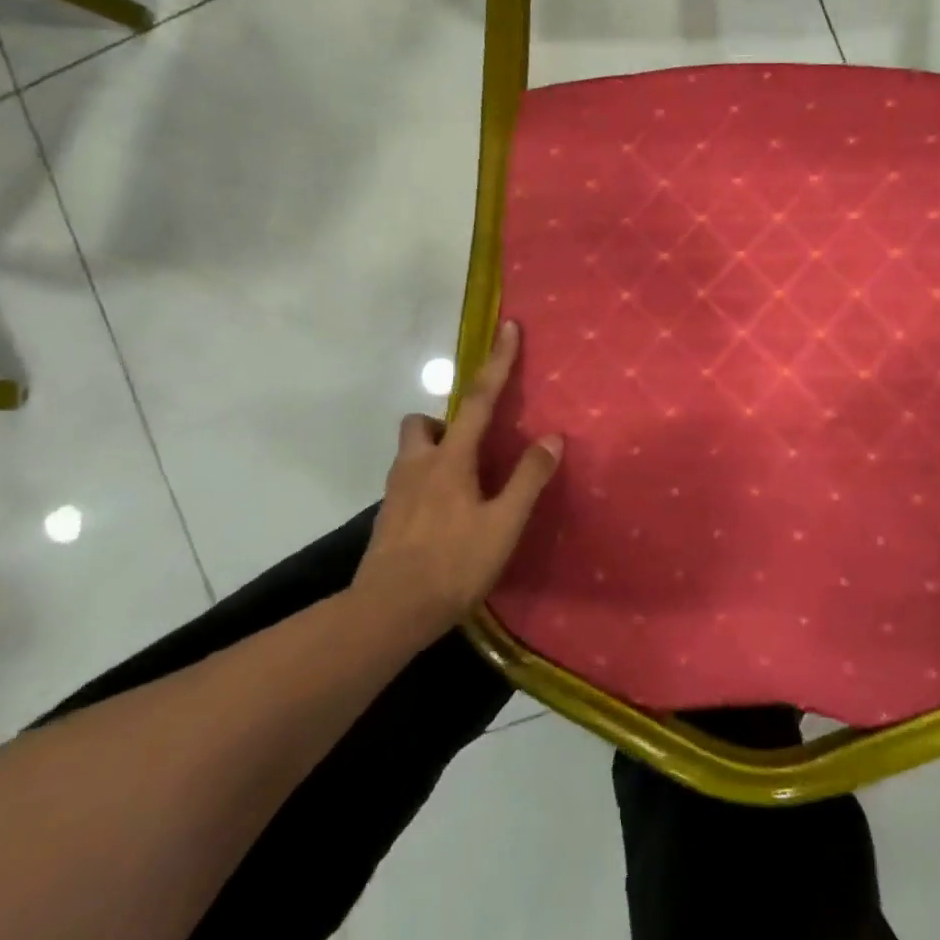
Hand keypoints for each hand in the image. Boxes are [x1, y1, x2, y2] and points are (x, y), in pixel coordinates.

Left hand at [354, 321, 562, 645]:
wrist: (389, 612)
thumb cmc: (453, 565)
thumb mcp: (503, 525)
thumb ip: (528, 479)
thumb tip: (552, 437)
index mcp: (449, 459)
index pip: (479, 399)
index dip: (497, 362)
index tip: (507, 327)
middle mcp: (416, 465)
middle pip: (421, 422)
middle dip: (444, 420)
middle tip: (472, 445)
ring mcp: (395, 492)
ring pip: (411, 452)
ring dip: (435, 452)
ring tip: (465, 484)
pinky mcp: (387, 517)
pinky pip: (408, 482)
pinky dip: (427, 483)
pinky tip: (445, 516)